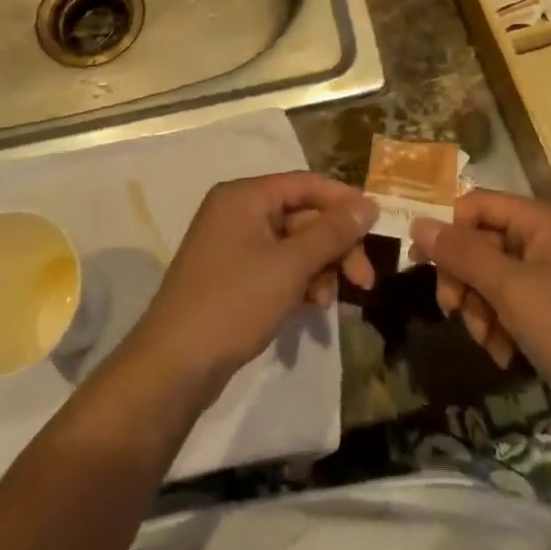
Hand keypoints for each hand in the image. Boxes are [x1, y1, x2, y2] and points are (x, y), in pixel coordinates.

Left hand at [124, 173, 377, 397]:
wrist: (174, 365)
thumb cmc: (234, 303)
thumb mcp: (290, 265)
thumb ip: (332, 232)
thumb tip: (369, 204)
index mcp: (244, 196)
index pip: (305, 184)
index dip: (343, 201)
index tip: (376, 227)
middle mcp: (236, 212)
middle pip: (301, 215)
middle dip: (334, 246)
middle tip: (364, 280)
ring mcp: (231, 245)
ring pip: (292, 245)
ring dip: (318, 268)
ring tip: (327, 302)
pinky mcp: (230, 276)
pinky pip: (275, 266)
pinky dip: (297, 282)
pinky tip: (310, 308)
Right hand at [409, 190, 550, 432]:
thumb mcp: (511, 289)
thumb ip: (462, 254)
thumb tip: (417, 223)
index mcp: (543, 220)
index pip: (478, 204)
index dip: (448, 229)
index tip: (422, 263)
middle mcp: (547, 238)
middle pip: (481, 242)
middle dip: (464, 279)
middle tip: (452, 311)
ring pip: (490, 276)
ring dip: (480, 308)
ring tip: (487, 341)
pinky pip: (509, 301)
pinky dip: (499, 324)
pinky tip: (504, 353)